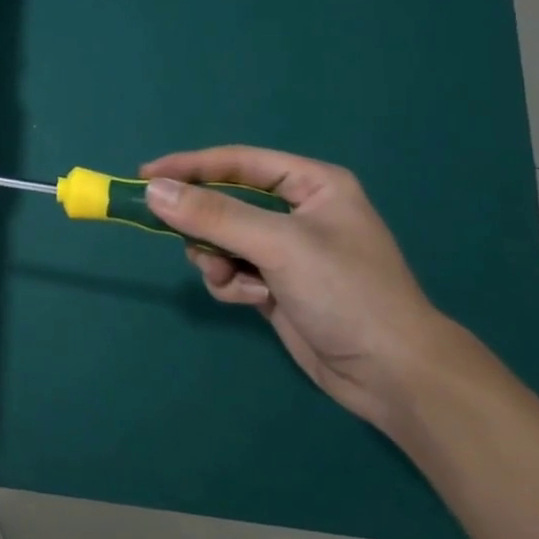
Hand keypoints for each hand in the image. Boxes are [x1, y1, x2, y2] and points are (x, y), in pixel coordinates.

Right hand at [141, 147, 455, 429]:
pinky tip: (253, 300)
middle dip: (206, 226)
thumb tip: (153, 190)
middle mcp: (297, 211)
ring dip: (216, 259)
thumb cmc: (346, 293)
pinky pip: (231, 269)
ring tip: (233, 280)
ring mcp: (286, 250)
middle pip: (225, 202)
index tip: (145, 176)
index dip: (190, 166)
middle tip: (184, 239)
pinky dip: (231, 283)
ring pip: (221, 239)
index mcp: (311, 184)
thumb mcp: (278, 246)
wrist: (393, 376)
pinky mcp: (276, 284)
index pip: (237, 162)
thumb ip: (214, 215)